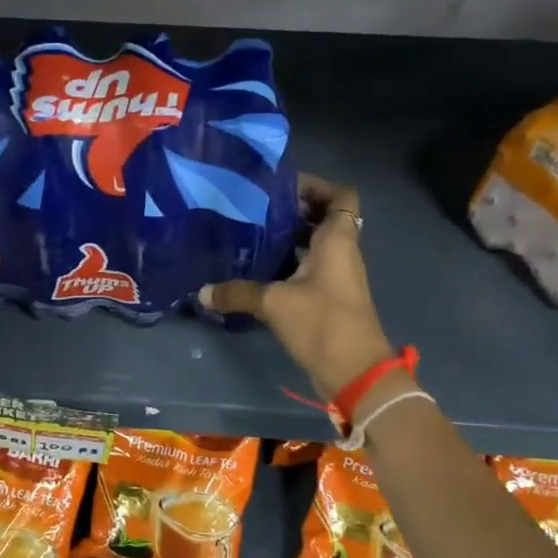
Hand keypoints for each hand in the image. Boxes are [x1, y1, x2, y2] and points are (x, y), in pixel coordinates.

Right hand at [199, 176, 395, 398]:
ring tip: (250, 234)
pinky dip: (288, 264)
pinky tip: (257, 270)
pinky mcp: (328, 298)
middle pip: (323, 217)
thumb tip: (201, 292)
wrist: (355, 372)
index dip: (316, 185)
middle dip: (293, 210)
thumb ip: (237, 293)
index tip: (281, 187)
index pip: (340, 195)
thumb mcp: (274, 303)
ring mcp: (336, 276)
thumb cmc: (322, 322)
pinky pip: (309, 269)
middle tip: (255, 208)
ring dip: (288, 238)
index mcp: (337, 239)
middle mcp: (341, 251)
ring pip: (314, 244)